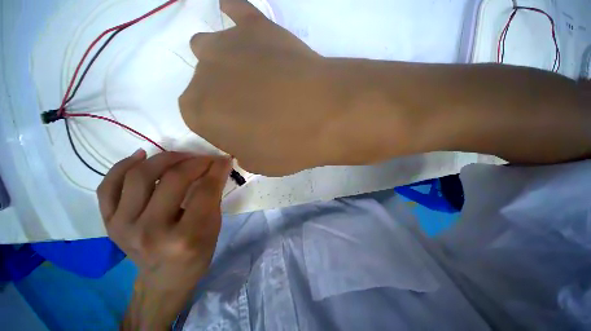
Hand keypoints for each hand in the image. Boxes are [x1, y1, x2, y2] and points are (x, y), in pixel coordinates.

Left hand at [97, 150, 230, 289]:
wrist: (164, 279)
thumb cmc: (196, 254)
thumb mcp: (214, 228)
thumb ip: (213, 197)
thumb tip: (217, 168)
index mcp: (185, 237)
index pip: (205, 191)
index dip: (217, 170)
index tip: (224, 159)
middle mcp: (151, 231)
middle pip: (173, 180)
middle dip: (195, 162)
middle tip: (205, 158)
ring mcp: (123, 227)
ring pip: (138, 176)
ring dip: (164, 158)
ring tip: (180, 155)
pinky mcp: (108, 223)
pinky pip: (108, 187)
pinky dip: (122, 166)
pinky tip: (140, 156)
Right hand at [179, 0, 348, 175]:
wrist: (324, 117)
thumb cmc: (287, 147)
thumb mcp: (259, 165)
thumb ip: (242, 153)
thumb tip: (241, 143)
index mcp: (199, 113)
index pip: (201, 119)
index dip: (223, 128)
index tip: (245, 133)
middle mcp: (202, 75)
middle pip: (206, 86)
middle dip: (226, 99)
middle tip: (258, 111)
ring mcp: (227, 44)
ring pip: (212, 50)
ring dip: (227, 65)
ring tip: (256, 79)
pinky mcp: (257, 26)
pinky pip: (238, 12)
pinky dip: (239, 19)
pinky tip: (249, 31)